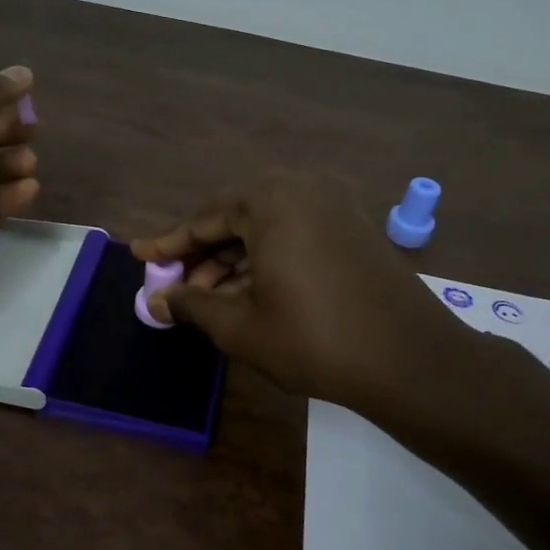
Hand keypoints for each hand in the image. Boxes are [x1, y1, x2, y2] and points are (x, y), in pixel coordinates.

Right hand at [131, 173, 473, 410]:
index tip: (140, 255)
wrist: (410, 360)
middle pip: (237, 219)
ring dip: (235, 262)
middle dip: (204, 256)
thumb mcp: (240, 326)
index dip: (169, 243)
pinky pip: (296, 235)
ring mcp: (335, 206)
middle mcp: (303, 189)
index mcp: (271, 201)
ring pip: (267, 229)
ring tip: (208, 300)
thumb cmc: (313, 340)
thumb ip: (192, 305)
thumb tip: (157, 302)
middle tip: (176, 287)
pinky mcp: (355, 228)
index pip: (205, 219)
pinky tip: (249, 294)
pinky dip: (268, 261)